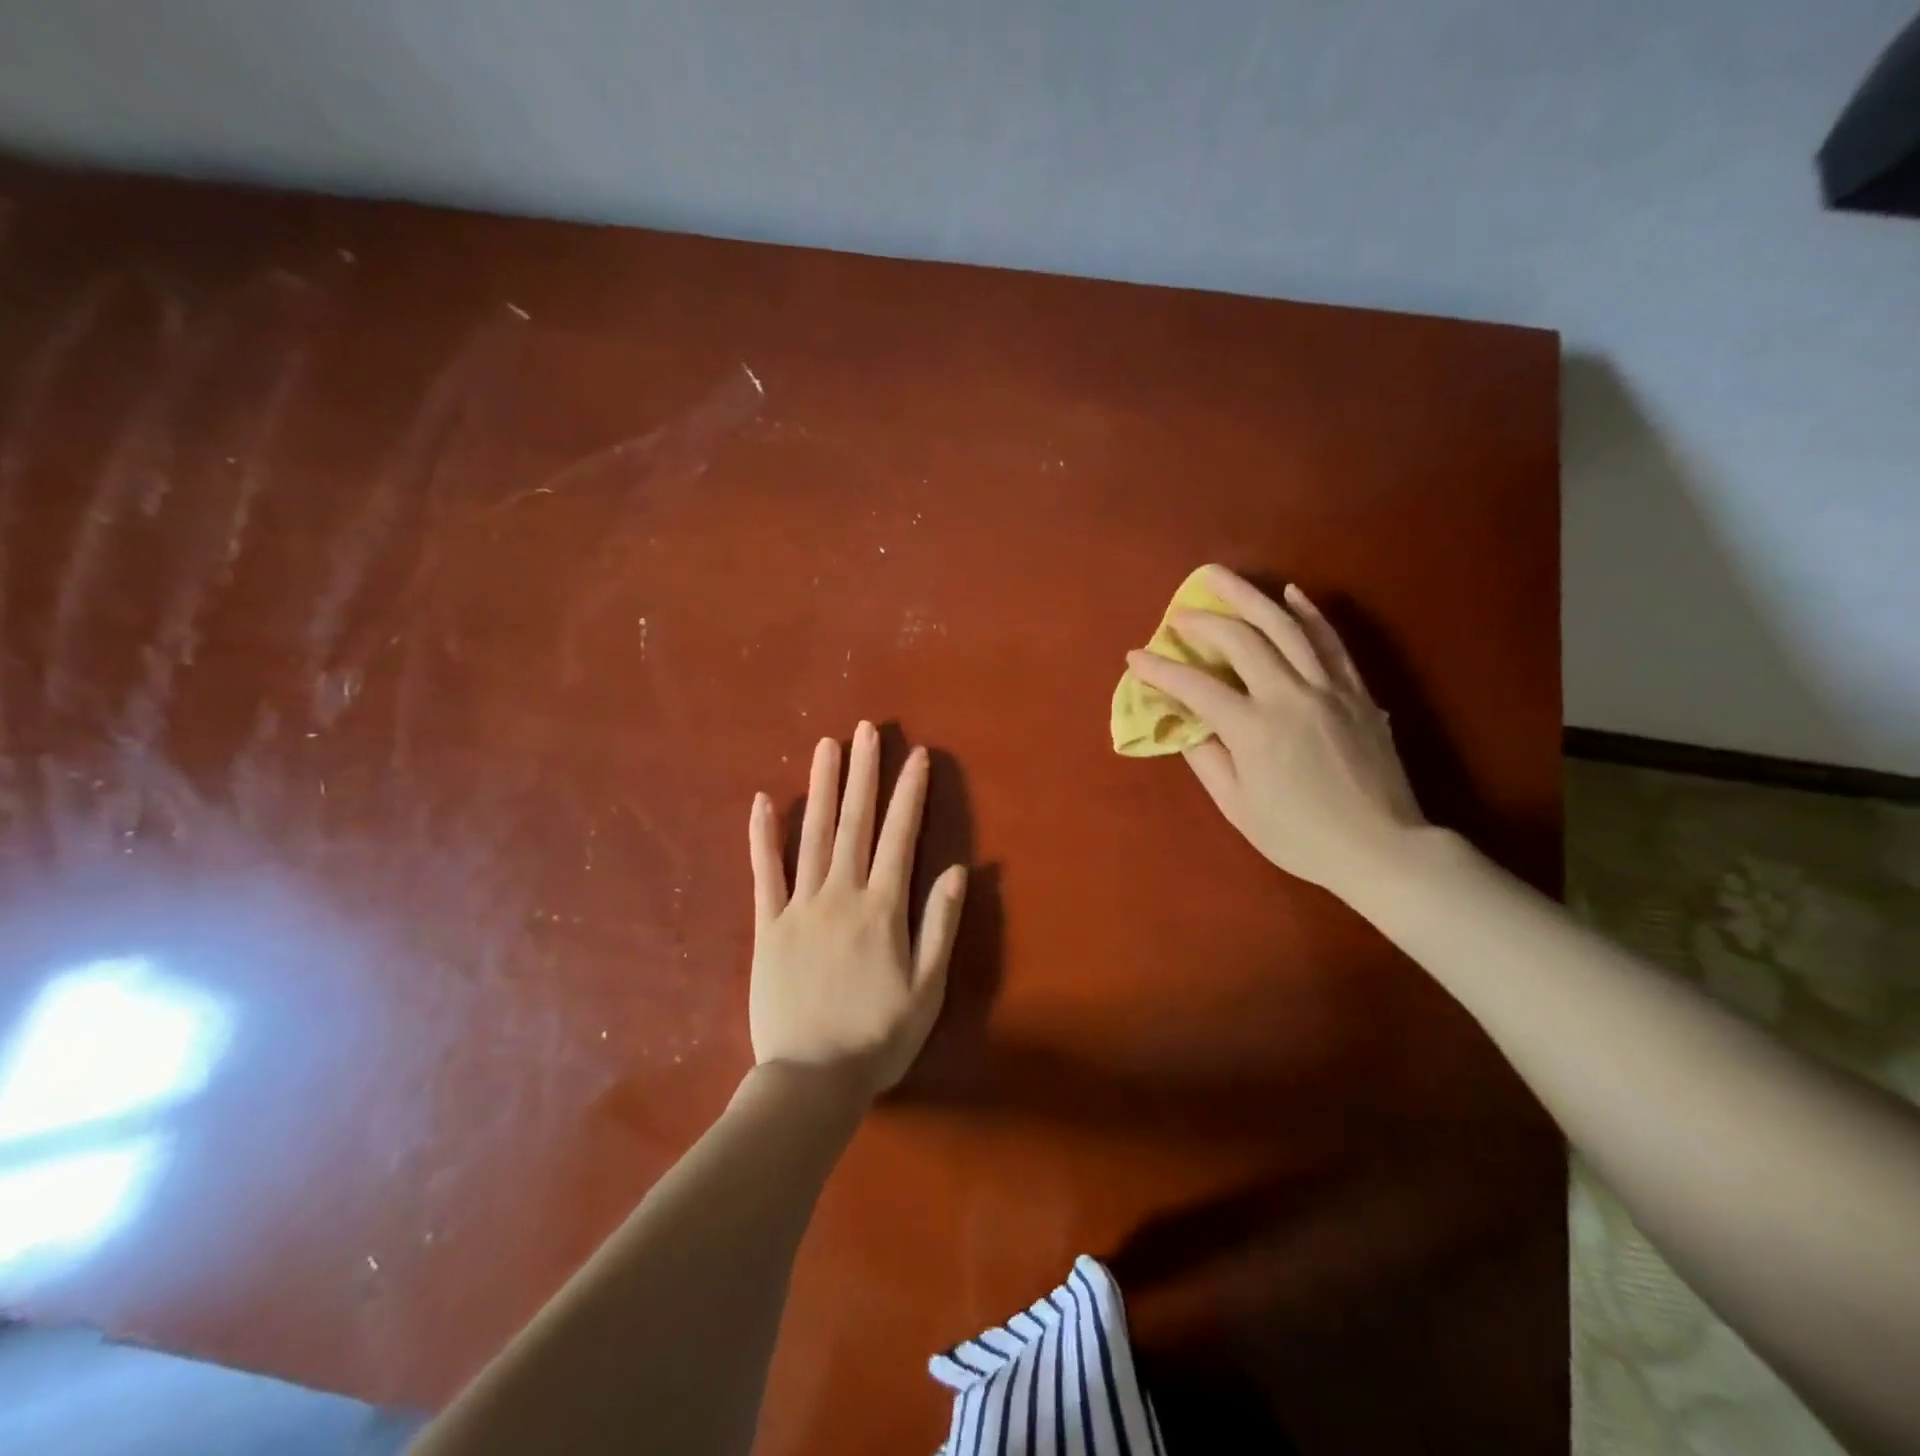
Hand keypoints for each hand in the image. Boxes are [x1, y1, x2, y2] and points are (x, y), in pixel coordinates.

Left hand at [747, 723, 967, 1097]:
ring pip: (811, 835)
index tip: (916, 756)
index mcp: (881, 909)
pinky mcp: (766, 926)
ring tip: (826, 746)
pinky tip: (761, 802)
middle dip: (863, 773)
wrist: (810, 1080)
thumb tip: (957, 869)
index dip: (910, 794)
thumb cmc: (878, 1037)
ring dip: (821, 788)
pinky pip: (763, 873)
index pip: (900, 837)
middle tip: (866, 730)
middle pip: (854, 823)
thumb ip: (940, 925)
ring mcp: (798, 907)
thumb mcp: (927, 988)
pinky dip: (762, 836)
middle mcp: (840, 895)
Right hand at [1127, 566, 1426, 900]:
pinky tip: (1292, 593)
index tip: (1135, 657)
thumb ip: (1207, 759)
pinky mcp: (1357, 692)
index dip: (1160, 669)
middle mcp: (1289, 696)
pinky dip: (1309, 613)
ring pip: (1286, 627)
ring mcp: (1328, 689)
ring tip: (1223, 578)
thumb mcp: (1238, 807)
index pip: (1196, 687)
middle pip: (1242, 640)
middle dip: (1203, 620)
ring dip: (1251, 597)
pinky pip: (1330, 642)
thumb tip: (1184, 724)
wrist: (1381, 848)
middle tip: (1178, 611)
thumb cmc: (1300, 837)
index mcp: (1254, 730)